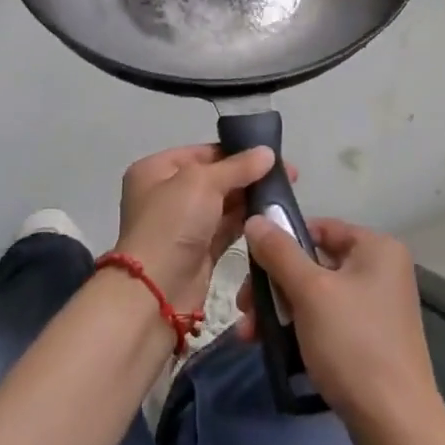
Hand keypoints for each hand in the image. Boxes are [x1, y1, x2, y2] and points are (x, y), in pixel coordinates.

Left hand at [114, 145, 282, 312]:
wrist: (156, 292)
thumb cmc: (172, 223)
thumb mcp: (203, 182)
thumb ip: (238, 167)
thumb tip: (267, 152)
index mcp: (156, 170)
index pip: (202, 153)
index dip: (236, 152)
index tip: (271, 154)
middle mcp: (167, 194)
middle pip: (214, 178)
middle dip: (247, 176)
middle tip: (288, 176)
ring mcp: (182, 225)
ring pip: (222, 205)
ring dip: (249, 200)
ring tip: (284, 195)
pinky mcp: (198, 252)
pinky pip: (226, 229)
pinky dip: (245, 223)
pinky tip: (271, 217)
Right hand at [237, 217, 442, 438]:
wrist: (395, 426)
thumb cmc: (353, 344)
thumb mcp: (310, 292)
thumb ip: (279, 252)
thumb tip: (255, 219)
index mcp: (377, 248)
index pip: (319, 228)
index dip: (282, 241)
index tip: (250, 265)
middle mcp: (381, 270)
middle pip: (313, 263)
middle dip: (273, 285)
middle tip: (244, 308)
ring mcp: (377, 307)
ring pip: (316, 295)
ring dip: (279, 310)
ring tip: (249, 335)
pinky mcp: (370, 340)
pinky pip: (327, 321)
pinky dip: (299, 328)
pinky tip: (271, 346)